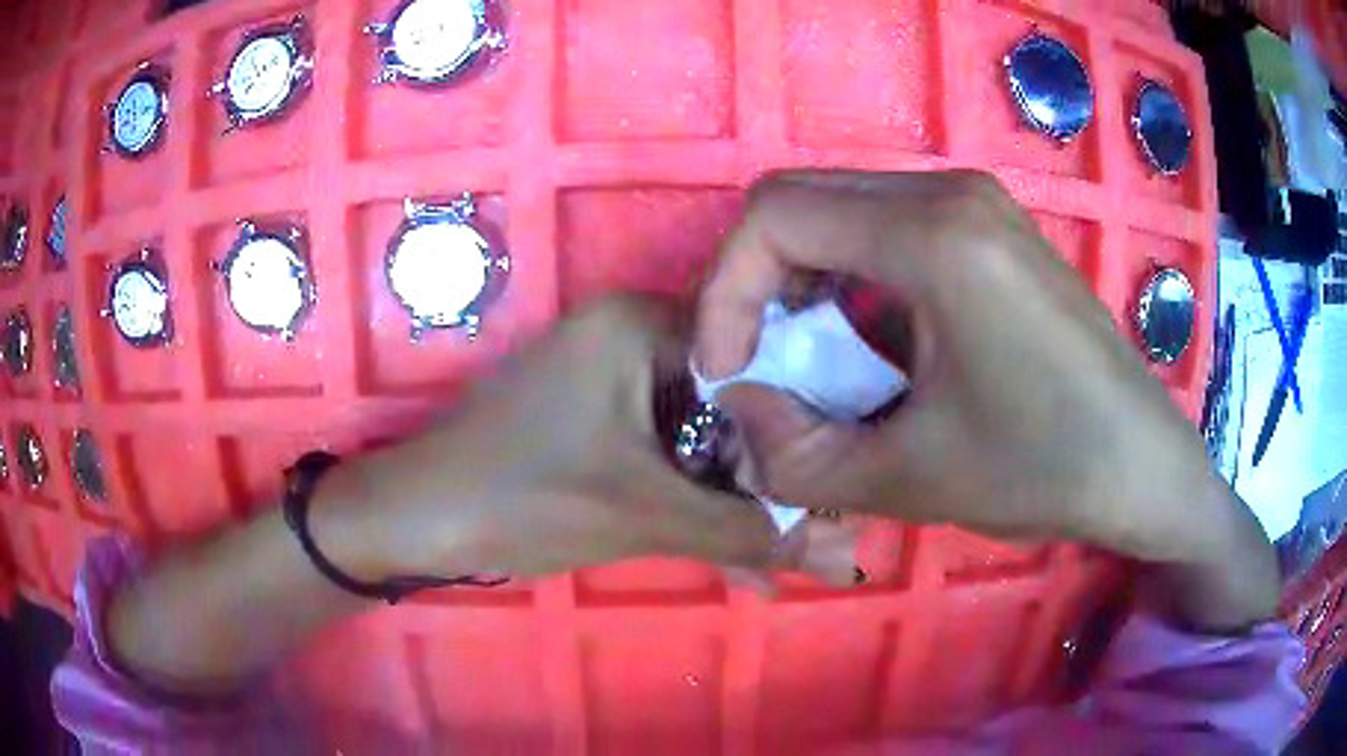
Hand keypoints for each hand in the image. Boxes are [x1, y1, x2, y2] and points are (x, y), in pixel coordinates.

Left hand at [323, 296, 851, 582]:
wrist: (412, 520)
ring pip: (696, 435)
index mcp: (638, 323)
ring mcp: (603, 377)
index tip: (834, 482)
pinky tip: (729, 553)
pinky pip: (658, 451)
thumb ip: (747, 530)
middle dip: (766, 477)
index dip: (800, 423)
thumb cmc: (520, 497)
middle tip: (817, 533)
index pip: (754, 354)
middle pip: (728, 401)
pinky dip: (689, 498)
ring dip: (731, 499)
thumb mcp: (644, 515)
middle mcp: (626, 334)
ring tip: (784, 559)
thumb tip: (844, 548)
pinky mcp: (587, 417)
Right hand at [694, 170, 1274, 629]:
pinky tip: (872, 350)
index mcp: (933, 233)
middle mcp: (950, 192)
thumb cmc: (1047, 468)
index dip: (726, 292)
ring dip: (803, 285)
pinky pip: (889, 231)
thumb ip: (797, 456)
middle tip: (759, 367)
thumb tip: (734, 416)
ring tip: (812, 366)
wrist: (1144, 467)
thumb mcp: (911, 477)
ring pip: (842, 213)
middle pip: (802, 202)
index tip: (726, 373)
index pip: (775, 215)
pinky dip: (851, 283)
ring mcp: (976, 205)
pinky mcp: (991, 232)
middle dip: (756, 286)